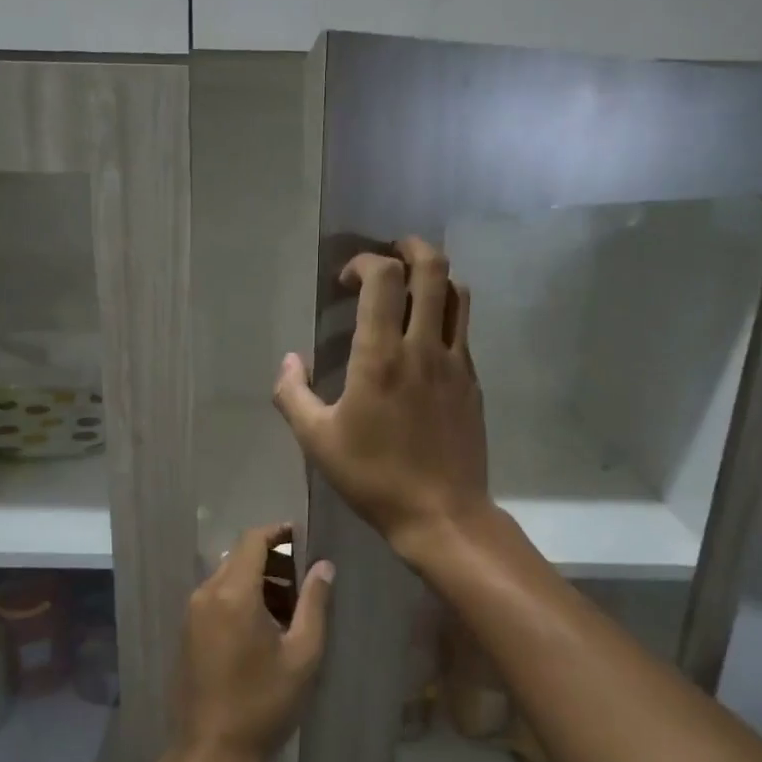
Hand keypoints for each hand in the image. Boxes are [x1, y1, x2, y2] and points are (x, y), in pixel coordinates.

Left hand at [176, 523, 333, 761]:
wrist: (211, 752)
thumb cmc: (264, 703)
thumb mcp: (302, 654)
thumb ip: (314, 603)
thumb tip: (323, 566)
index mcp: (233, 593)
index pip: (253, 540)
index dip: (279, 532)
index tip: (304, 537)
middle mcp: (206, 594)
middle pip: (240, 556)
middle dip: (273, 560)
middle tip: (305, 581)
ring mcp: (192, 613)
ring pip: (227, 577)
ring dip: (258, 580)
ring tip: (290, 609)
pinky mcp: (187, 632)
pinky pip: (216, 597)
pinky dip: (241, 597)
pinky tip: (264, 627)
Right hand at [272, 237, 492, 560]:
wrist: (441, 513)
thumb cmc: (373, 477)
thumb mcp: (317, 441)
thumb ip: (293, 395)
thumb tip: (289, 361)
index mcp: (381, 355)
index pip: (384, 277)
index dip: (364, 263)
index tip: (345, 280)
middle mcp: (424, 346)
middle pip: (433, 268)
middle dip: (410, 248)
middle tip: (390, 255)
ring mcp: (456, 362)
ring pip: (457, 293)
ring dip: (435, 276)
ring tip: (412, 286)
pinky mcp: (472, 381)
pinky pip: (463, 329)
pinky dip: (445, 313)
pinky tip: (425, 337)